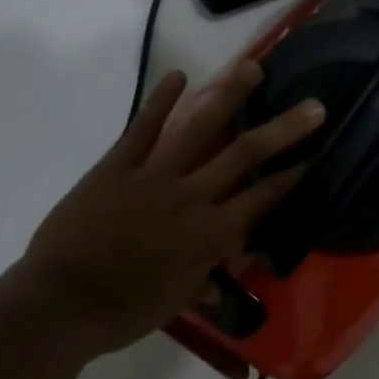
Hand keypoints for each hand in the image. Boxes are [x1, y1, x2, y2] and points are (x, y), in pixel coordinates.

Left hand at [12, 61, 324, 357]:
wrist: (63, 302)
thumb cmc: (125, 311)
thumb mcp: (177, 300)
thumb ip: (205, 276)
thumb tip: (225, 270)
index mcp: (212, 234)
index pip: (263, 197)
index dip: (292, 176)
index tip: (315, 154)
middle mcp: (193, 196)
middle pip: (246, 154)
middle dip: (284, 129)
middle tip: (313, 106)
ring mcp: (155, 175)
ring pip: (200, 128)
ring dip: (229, 95)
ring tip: (251, 67)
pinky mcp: (118, 165)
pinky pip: (143, 127)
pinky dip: (160, 100)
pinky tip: (179, 75)